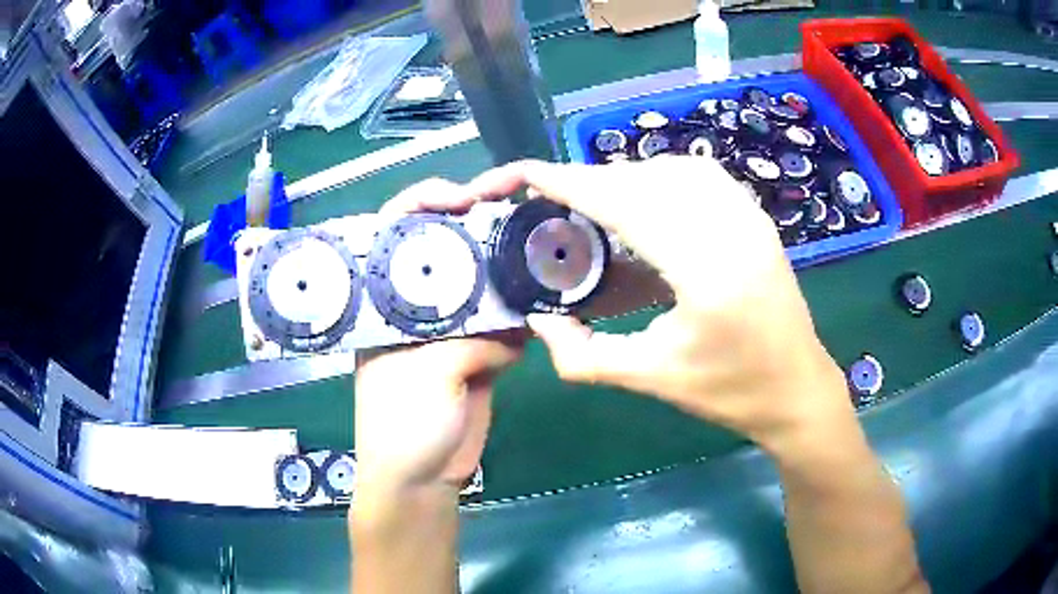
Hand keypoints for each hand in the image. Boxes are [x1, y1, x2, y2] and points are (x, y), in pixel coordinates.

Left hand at [354, 179, 523, 497]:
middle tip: (509, 213)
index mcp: (384, 303)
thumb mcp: (425, 376)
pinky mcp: (477, 356)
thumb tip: (512, 330)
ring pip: (480, 287)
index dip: (422, 205)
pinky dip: (521, 317)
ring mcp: (449, 331)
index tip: (462, 197)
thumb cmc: (403, 426)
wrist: (423, 478)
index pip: (393, 235)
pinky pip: (503, 326)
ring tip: (534, 248)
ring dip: (504, 273)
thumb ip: (468, 341)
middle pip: (444, 253)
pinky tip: (540, 301)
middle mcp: (415, 308)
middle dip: (474, 229)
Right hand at [464, 156, 850, 451]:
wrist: (797, 389)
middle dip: (590, 183)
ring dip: (625, 179)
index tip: (525, 176)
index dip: (569, 183)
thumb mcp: (651, 379)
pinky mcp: (755, 217)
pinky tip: (645, 205)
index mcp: (706, 271)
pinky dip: (659, 179)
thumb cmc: (729, 393)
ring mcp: (749, 216)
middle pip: (644, 179)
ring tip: (595, 207)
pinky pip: (699, 176)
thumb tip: (537, 320)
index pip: (624, 204)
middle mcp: (731, 228)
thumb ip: (582, 356)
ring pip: (671, 169)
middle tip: (553, 205)